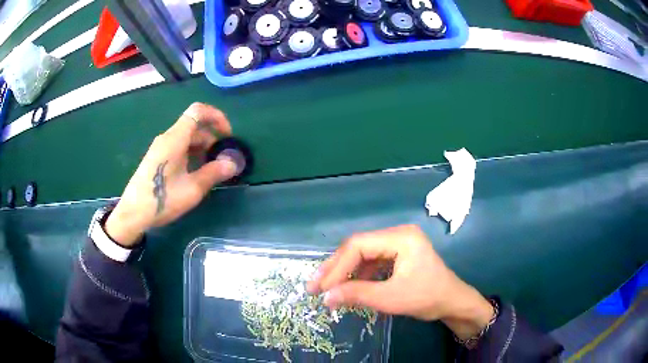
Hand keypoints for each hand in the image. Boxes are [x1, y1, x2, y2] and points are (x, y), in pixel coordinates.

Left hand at [105, 103, 237, 246]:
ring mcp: (160, 148)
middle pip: (194, 126)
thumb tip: (234, 163)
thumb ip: (214, 173)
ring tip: (211, 168)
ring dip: (202, 147)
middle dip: (212, 138)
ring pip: (186, 137)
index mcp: (175, 139)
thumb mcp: (192, 189)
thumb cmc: (161, 199)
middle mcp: (167, 138)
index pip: (198, 111)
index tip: (227, 135)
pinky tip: (195, 172)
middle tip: (222, 159)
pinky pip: (178, 147)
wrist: (133, 214)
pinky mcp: (157, 158)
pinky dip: (191, 153)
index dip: (216, 116)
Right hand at [307, 225, 493, 339]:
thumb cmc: (427, 298)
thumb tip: (325, 297)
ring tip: (326, 287)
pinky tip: (348, 286)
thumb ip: (357, 295)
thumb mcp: (391, 299)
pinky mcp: (397, 254)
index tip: (320, 288)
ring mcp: (398, 243)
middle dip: (336, 268)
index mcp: (401, 237)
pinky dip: (357, 274)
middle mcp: (398, 234)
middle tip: (315, 286)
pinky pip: (371, 260)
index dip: (336, 267)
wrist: (452, 302)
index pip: (359, 246)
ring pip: (362, 253)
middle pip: (358, 246)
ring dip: (344, 271)